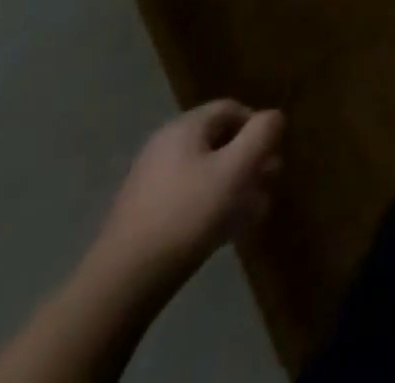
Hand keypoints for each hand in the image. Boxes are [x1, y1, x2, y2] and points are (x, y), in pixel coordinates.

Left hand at [91, 101, 283, 284]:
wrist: (121, 285)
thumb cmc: (187, 215)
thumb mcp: (236, 169)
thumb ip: (262, 134)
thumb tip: (273, 118)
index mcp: (185, 128)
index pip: (232, 109)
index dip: (258, 126)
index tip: (272, 154)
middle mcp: (165, 148)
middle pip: (219, 141)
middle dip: (249, 159)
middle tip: (269, 182)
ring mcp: (150, 184)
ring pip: (206, 173)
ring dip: (235, 186)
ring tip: (254, 210)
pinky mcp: (144, 218)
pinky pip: (188, 199)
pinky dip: (212, 207)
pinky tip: (227, 231)